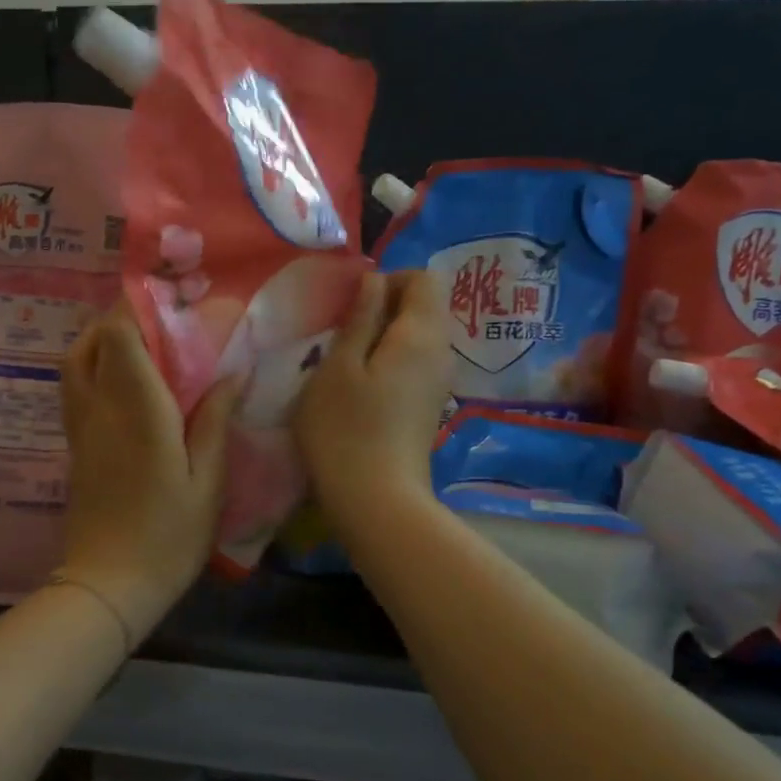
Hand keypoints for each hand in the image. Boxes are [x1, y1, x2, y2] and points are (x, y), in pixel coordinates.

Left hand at [59, 302, 239, 641]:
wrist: (109, 584)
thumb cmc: (169, 536)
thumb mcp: (208, 481)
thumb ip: (216, 421)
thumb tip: (231, 372)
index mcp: (138, 411)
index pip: (120, 337)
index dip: (139, 309)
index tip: (172, 300)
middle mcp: (100, 409)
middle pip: (91, 341)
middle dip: (119, 318)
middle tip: (158, 318)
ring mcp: (80, 427)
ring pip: (75, 362)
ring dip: (100, 340)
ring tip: (140, 343)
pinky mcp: (75, 445)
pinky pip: (75, 388)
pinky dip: (93, 367)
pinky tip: (124, 380)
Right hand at [294, 270, 449, 531]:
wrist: (376, 501)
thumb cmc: (345, 429)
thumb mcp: (338, 366)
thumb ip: (359, 317)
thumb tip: (373, 279)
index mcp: (421, 334)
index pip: (423, 278)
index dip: (387, 280)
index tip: (351, 306)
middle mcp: (441, 352)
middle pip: (424, 306)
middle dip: (383, 308)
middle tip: (342, 333)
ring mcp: (438, 382)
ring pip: (417, 337)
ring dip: (382, 336)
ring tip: (345, 361)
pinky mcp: (428, 405)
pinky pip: (415, 363)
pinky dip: (389, 361)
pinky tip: (361, 388)